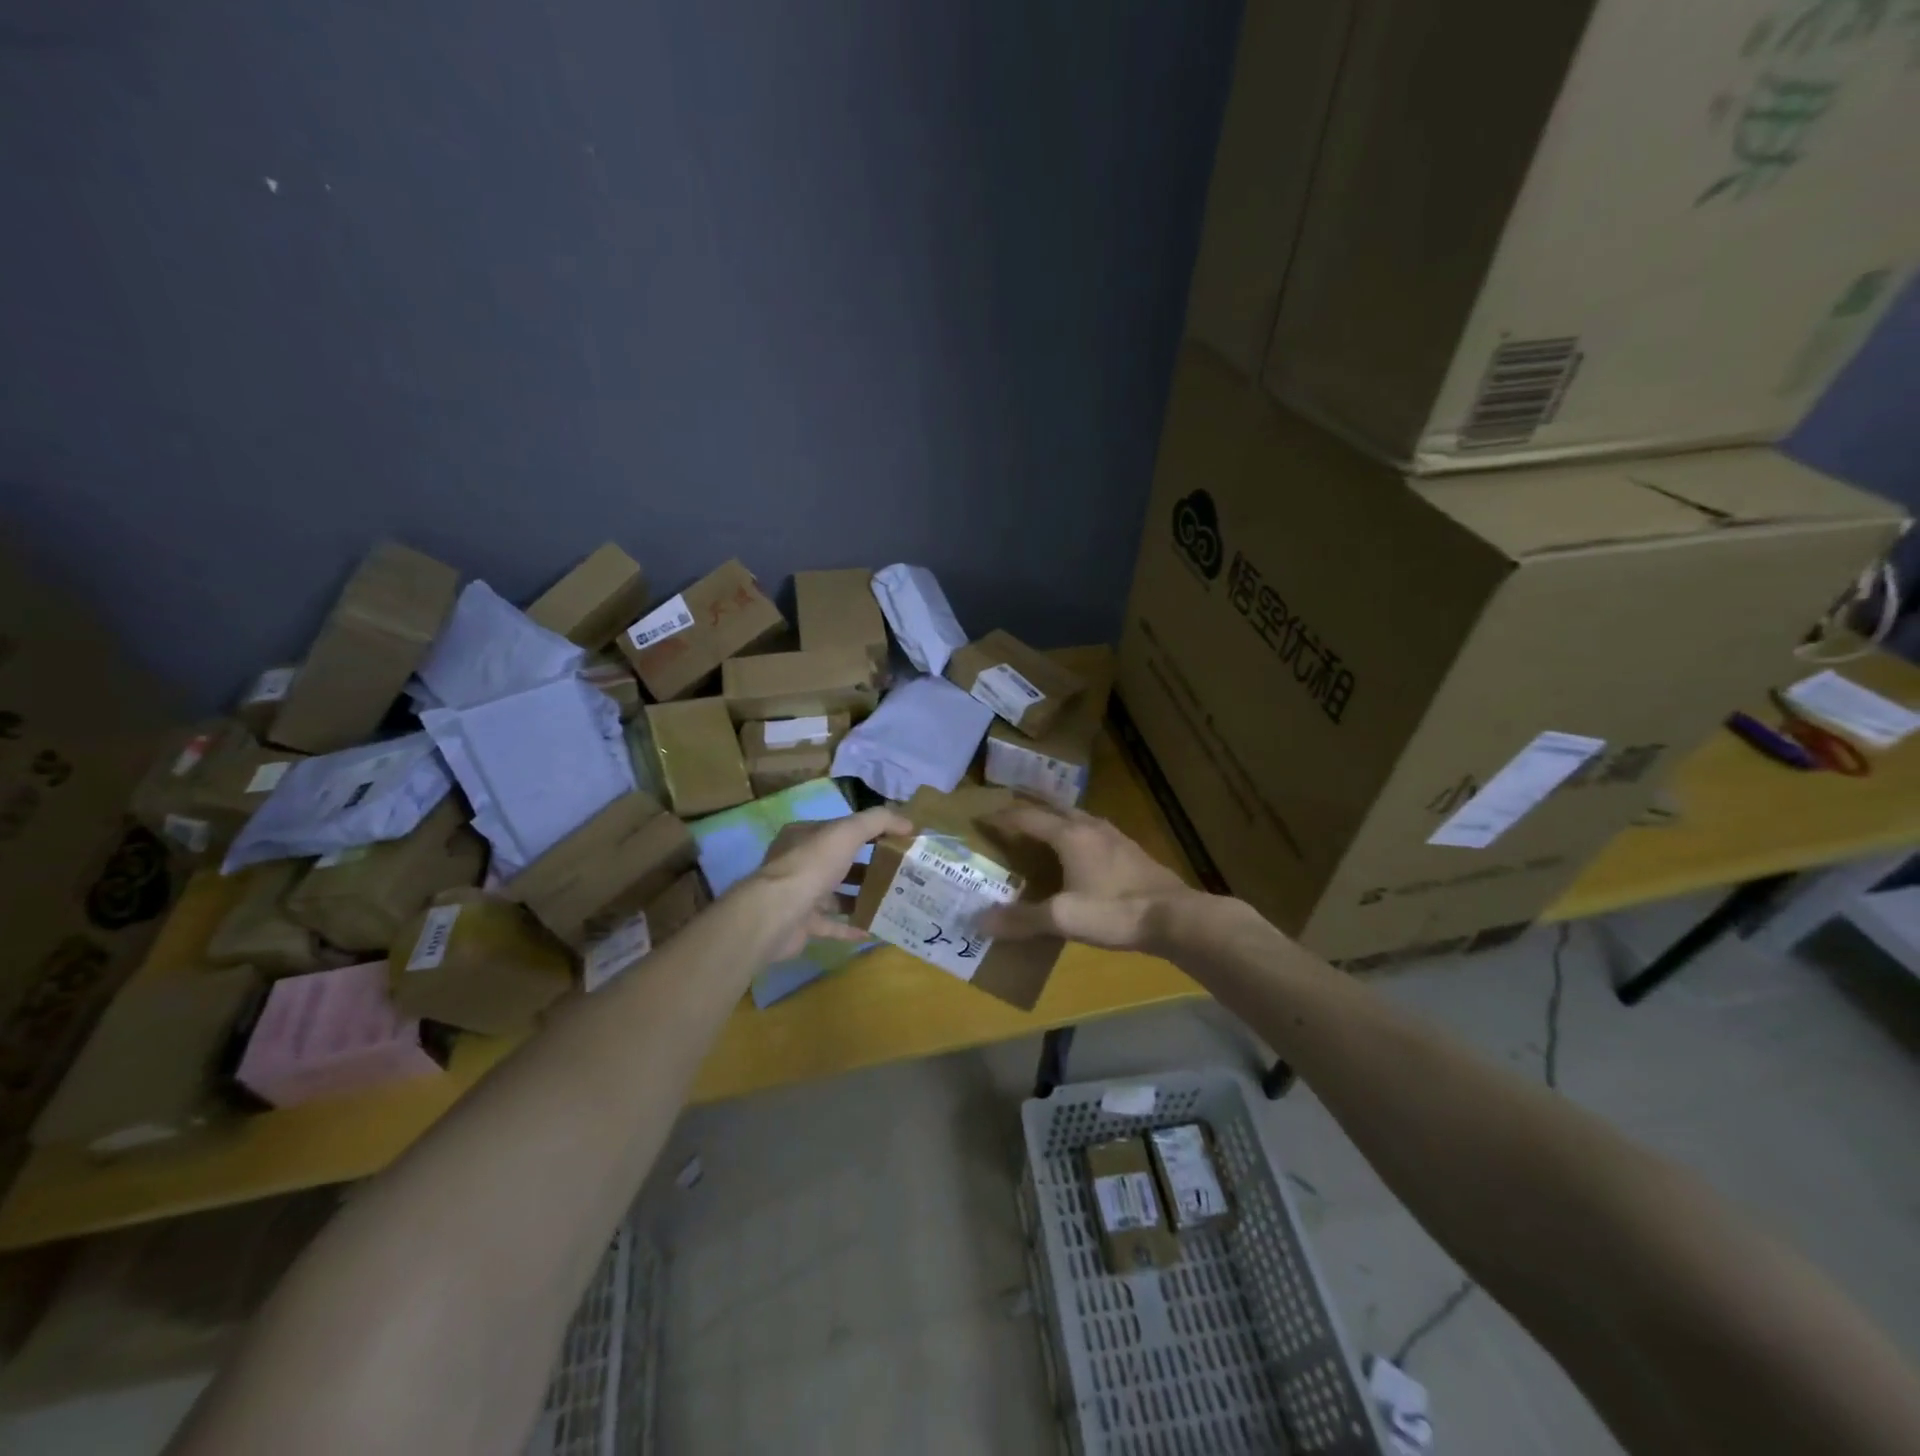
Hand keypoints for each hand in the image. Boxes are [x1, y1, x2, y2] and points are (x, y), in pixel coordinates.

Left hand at [741, 807, 910, 960]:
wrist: (777, 913)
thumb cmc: (812, 865)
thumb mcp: (848, 831)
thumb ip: (878, 821)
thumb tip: (908, 823)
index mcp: (805, 836)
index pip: (841, 829)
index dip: (869, 833)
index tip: (897, 842)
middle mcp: (799, 863)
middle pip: (839, 862)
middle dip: (868, 867)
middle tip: (899, 874)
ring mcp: (799, 895)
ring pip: (835, 894)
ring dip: (861, 897)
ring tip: (891, 900)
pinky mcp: (802, 924)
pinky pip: (832, 925)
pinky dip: (851, 926)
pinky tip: (874, 929)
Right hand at [982, 801, 1202, 952]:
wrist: (1174, 918)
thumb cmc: (1114, 912)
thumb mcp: (1063, 918)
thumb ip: (1022, 919)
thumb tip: (980, 922)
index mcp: (1069, 836)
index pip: (1027, 817)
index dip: (1002, 817)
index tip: (981, 816)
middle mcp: (1090, 827)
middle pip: (1054, 806)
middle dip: (1030, 804)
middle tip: (1009, 805)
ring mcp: (1114, 836)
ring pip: (1077, 816)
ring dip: (1055, 815)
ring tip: (1042, 823)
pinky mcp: (1131, 851)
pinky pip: (1094, 830)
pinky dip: (1076, 830)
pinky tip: (1081, 847)